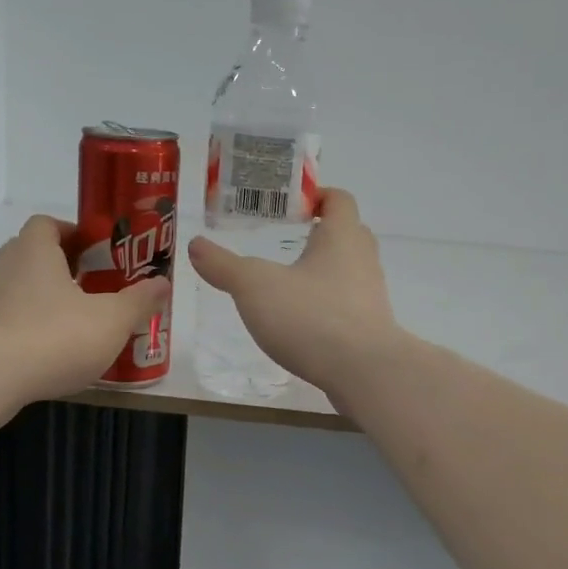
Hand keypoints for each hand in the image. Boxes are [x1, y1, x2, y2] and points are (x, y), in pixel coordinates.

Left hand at [0, 215, 169, 402]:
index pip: (48, 224)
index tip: (96, 252)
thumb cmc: (54, 336)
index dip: (72, 232)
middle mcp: (4, 266)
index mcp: (35, 250)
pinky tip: (50, 354)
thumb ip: (138, 301)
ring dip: (44, 301)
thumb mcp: (111, 320)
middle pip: (33, 255)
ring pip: (19, 290)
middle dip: (63, 268)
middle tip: (94, 288)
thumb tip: (163, 283)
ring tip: (76, 324)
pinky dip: (28, 329)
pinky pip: (7, 320)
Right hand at [187, 188, 402, 393]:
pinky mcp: (371, 329)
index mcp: (341, 237)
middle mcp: (363, 260)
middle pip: (348, 234)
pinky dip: (329, 306)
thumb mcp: (255, 287)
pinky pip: (349, 306)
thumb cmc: (311, 316)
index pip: (339, 199)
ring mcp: (371, 297)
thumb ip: (224, 266)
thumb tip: (196, 245)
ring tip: (290, 284)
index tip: (292, 206)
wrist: (363, 372)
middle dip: (321, 234)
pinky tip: (304, 322)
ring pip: (350, 272)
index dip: (318, 196)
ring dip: (325, 272)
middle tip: (288, 241)